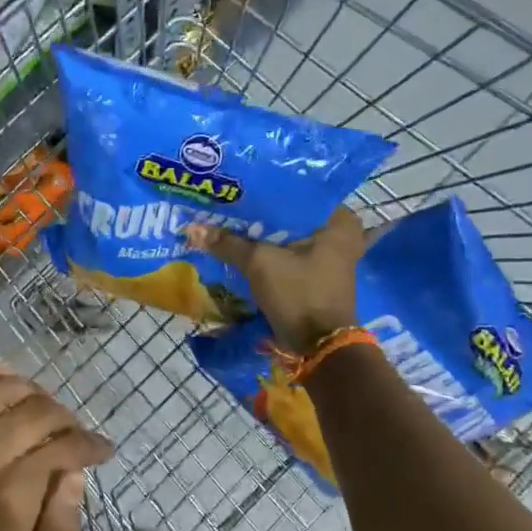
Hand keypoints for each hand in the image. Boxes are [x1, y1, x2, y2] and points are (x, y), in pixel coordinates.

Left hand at [0, 364, 111, 530]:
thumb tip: (74, 474)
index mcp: (7, 498)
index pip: (59, 445)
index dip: (88, 442)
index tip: (102, 451)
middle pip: (32, 410)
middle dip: (65, 417)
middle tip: (76, 435)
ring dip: (28, 390)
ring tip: (42, 411)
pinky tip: (1, 381)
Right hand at [190, 205, 369, 351]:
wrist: (319, 346)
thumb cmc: (299, 294)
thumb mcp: (260, 263)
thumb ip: (228, 242)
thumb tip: (191, 228)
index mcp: (338, 220)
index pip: (296, 190)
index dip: (264, 188)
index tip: (236, 184)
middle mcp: (340, 233)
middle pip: (290, 214)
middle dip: (259, 212)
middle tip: (227, 200)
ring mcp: (331, 256)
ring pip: (287, 235)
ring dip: (261, 233)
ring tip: (228, 219)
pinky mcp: (318, 274)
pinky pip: (288, 253)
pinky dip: (268, 250)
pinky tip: (241, 244)